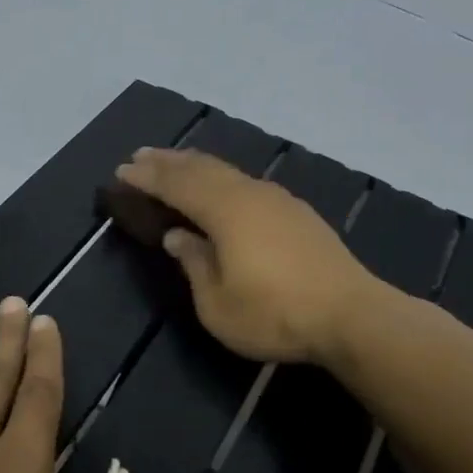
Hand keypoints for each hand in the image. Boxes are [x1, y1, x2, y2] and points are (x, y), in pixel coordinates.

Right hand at [115, 148, 377, 365]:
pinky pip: (247, 182)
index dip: (147, 177)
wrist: (351, 315)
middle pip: (202, 168)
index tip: (121, 171)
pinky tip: (224, 186)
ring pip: (228, 171)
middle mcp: (250, 194)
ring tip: (175, 164)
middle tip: (141, 156)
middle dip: (168, 162)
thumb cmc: (275, 314)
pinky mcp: (298, 213)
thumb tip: (177, 236)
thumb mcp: (218, 304)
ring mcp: (278, 200)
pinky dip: (223, 178)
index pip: (177, 185)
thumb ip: (194, 264)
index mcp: (225, 211)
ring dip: (196, 165)